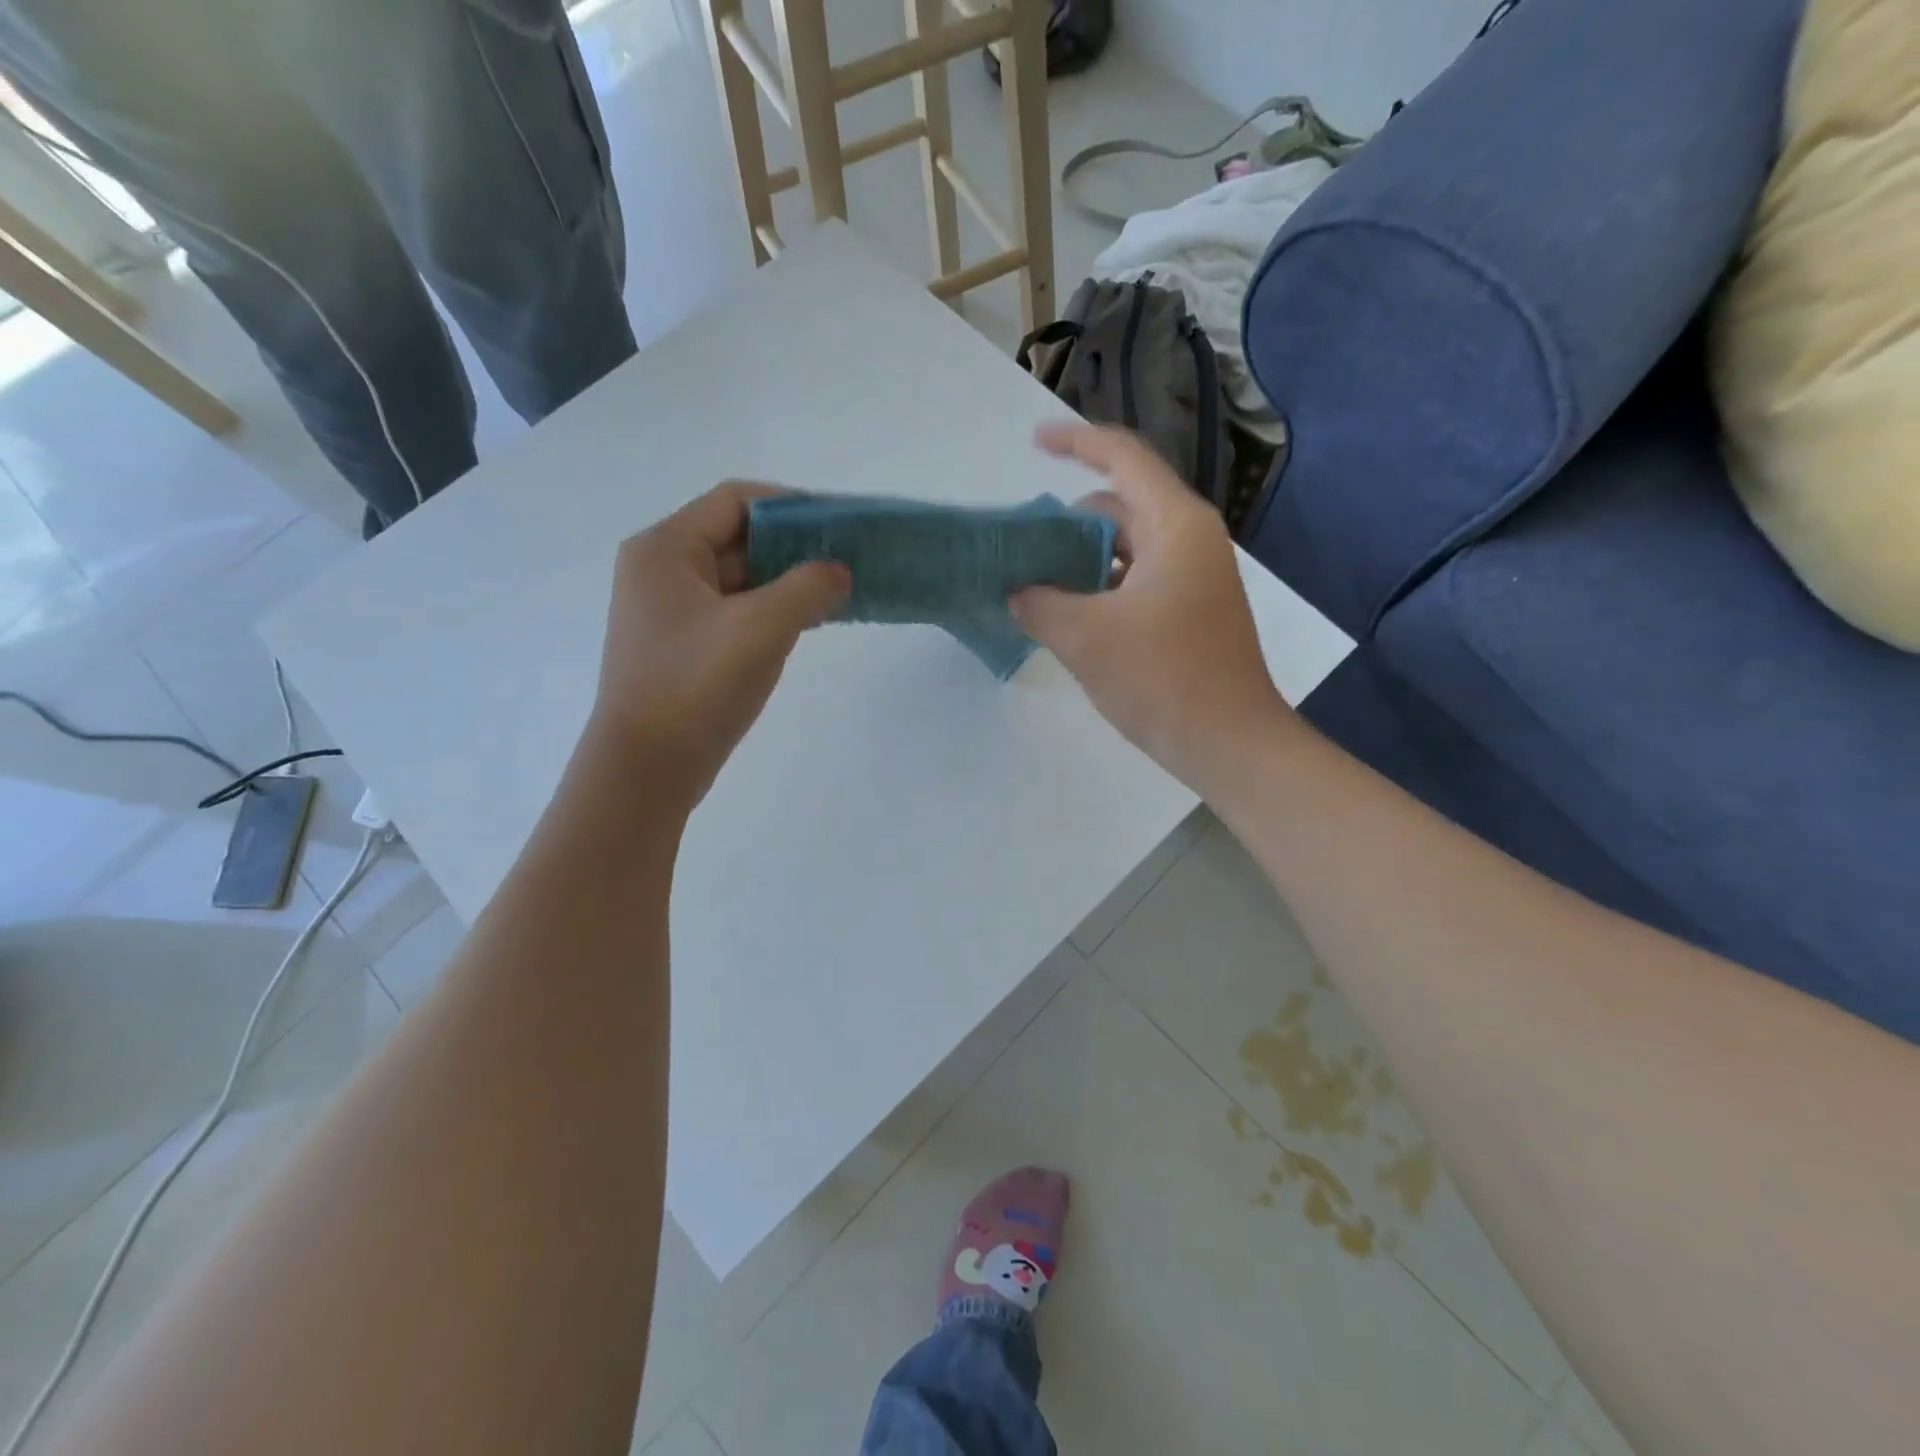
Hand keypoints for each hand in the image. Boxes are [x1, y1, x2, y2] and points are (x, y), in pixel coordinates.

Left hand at [589, 482, 848, 811]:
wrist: (647, 769)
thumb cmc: (696, 687)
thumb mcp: (761, 628)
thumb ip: (808, 587)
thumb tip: (838, 571)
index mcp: (666, 549)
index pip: (737, 501)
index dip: (793, 506)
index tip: (841, 526)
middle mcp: (661, 570)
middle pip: (739, 537)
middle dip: (796, 547)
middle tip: (848, 561)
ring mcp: (670, 610)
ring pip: (740, 578)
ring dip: (788, 581)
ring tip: (838, 593)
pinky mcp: (684, 645)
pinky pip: (735, 611)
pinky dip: (773, 610)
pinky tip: (810, 622)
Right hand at [1011, 424, 1293, 791]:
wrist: (1229, 743)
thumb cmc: (1163, 679)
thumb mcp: (1085, 637)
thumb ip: (1038, 603)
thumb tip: (1014, 590)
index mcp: (1175, 526)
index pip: (1123, 458)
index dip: (1076, 442)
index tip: (1033, 443)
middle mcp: (1190, 540)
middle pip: (1121, 505)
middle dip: (1069, 518)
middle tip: (1022, 545)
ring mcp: (1194, 577)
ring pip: (1127, 547)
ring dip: (1081, 558)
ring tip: (1035, 583)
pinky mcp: (1189, 611)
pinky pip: (1136, 579)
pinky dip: (1101, 586)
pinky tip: (1068, 615)